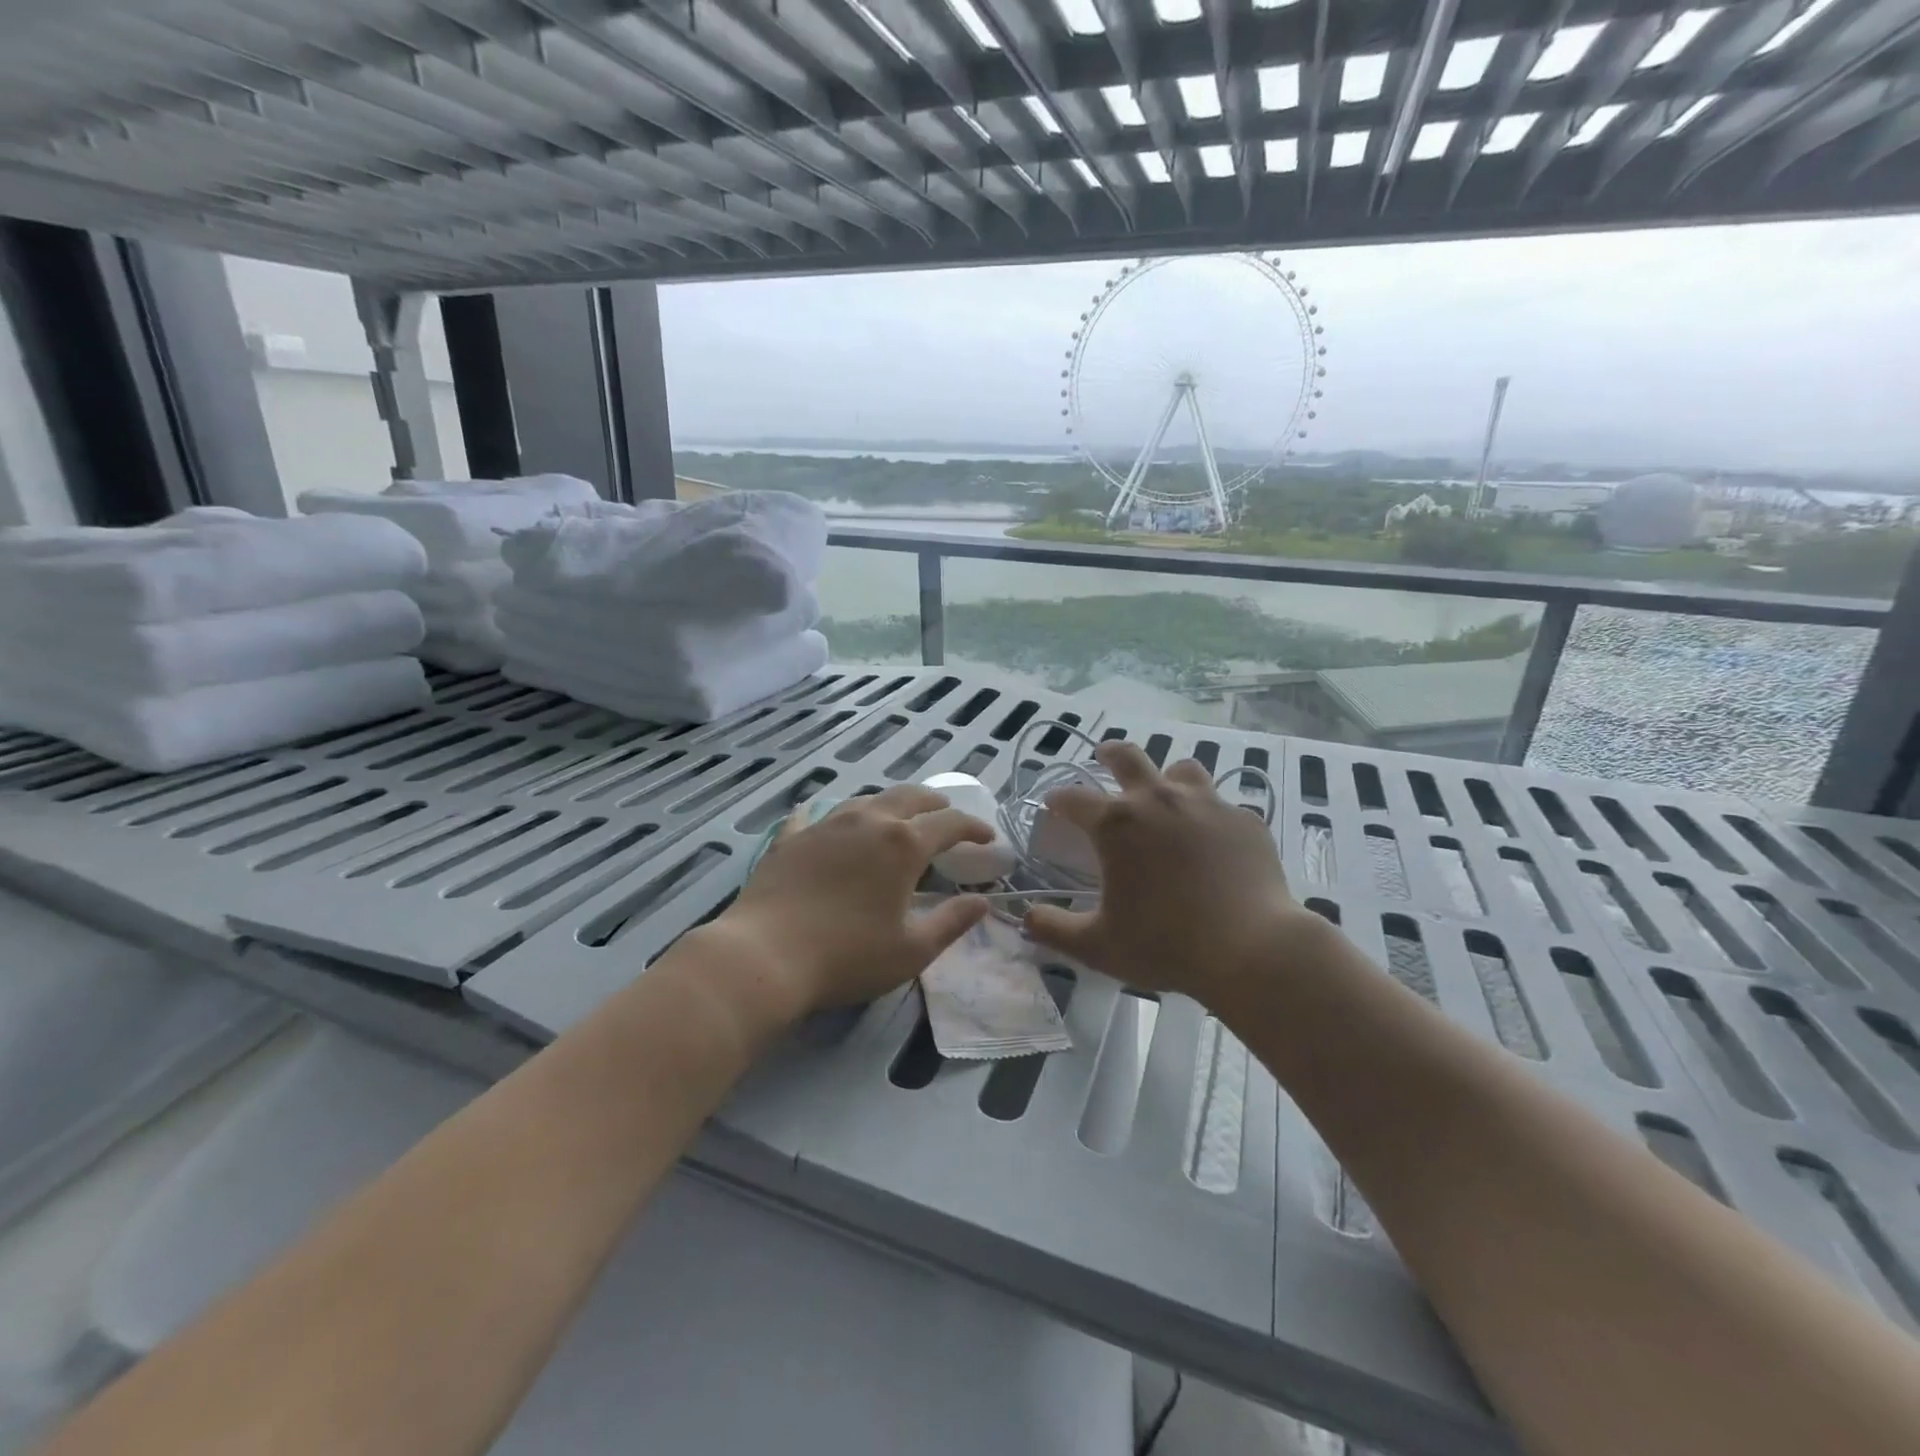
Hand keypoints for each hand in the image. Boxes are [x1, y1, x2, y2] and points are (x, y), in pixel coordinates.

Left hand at [718, 785, 992, 1012]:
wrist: (764, 955)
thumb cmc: (848, 956)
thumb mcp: (912, 950)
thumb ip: (951, 922)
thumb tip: (982, 902)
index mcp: (903, 844)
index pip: (950, 823)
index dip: (974, 827)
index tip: (988, 838)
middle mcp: (867, 821)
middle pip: (909, 797)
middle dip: (934, 803)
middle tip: (946, 814)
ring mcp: (825, 824)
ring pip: (866, 800)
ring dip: (889, 805)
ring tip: (896, 817)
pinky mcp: (790, 838)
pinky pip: (814, 815)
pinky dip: (829, 816)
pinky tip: (823, 819)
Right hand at [1024, 741, 1306, 1005]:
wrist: (1252, 950)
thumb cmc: (1166, 945)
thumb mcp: (1098, 946)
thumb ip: (1054, 929)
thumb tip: (1026, 918)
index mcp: (1117, 824)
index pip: (1074, 798)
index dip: (1058, 800)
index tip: (1052, 805)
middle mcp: (1159, 800)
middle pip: (1128, 757)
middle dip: (1110, 753)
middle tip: (1104, 755)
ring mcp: (1208, 805)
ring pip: (1182, 771)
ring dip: (1167, 779)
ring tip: (1166, 797)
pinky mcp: (1245, 821)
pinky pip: (1221, 807)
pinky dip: (1209, 817)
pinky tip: (1213, 843)